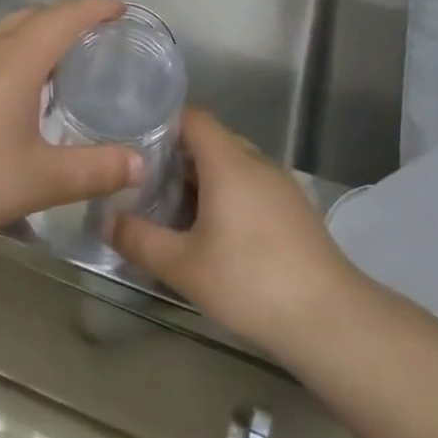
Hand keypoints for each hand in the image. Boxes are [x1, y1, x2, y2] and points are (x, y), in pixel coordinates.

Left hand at [0, 0, 142, 244]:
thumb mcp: (39, 179)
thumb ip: (94, 170)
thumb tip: (140, 163)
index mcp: (16, 61)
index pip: (64, 18)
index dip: (96, 8)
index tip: (123, 6)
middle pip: (33, 17)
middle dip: (68, 16)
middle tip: (98, 32)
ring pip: (6, 32)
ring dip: (38, 33)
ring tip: (62, 57)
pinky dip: (15, 52)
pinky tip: (15, 89)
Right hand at [111, 109, 354, 354]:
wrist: (331, 320)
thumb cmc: (250, 282)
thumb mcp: (183, 265)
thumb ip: (139, 239)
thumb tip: (106, 221)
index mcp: (229, 162)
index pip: (193, 117)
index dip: (162, 122)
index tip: (134, 141)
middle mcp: (257, 163)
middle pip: (211, 140)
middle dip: (177, 155)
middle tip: (144, 180)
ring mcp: (281, 185)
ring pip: (233, 164)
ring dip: (203, 178)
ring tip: (172, 207)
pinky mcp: (295, 210)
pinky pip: (252, 185)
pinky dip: (227, 194)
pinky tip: (214, 232)